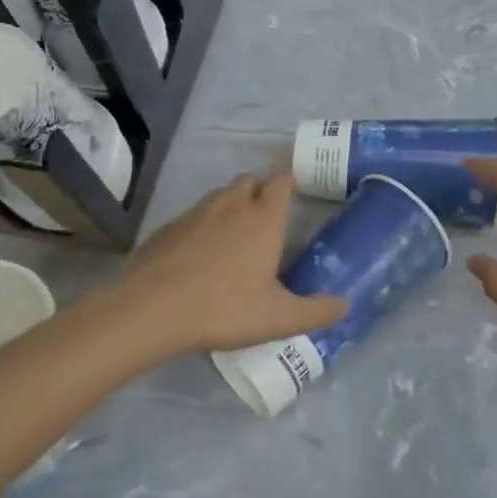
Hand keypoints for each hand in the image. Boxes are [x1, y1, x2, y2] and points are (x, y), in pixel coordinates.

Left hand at [112, 171, 344, 354]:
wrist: (151, 308)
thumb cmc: (223, 307)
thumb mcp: (278, 318)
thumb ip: (316, 311)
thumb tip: (345, 304)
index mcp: (263, 217)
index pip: (282, 180)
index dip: (291, 179)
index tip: (298, 187)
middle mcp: (232, 204)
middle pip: (251, 179)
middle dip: (262, 189)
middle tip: (269, 216)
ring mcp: (196, 212)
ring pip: (221, 194)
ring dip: (233, 204)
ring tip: (237, 235)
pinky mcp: (168, 227)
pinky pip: (195, 214)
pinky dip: (204, 224)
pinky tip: (200, 254)